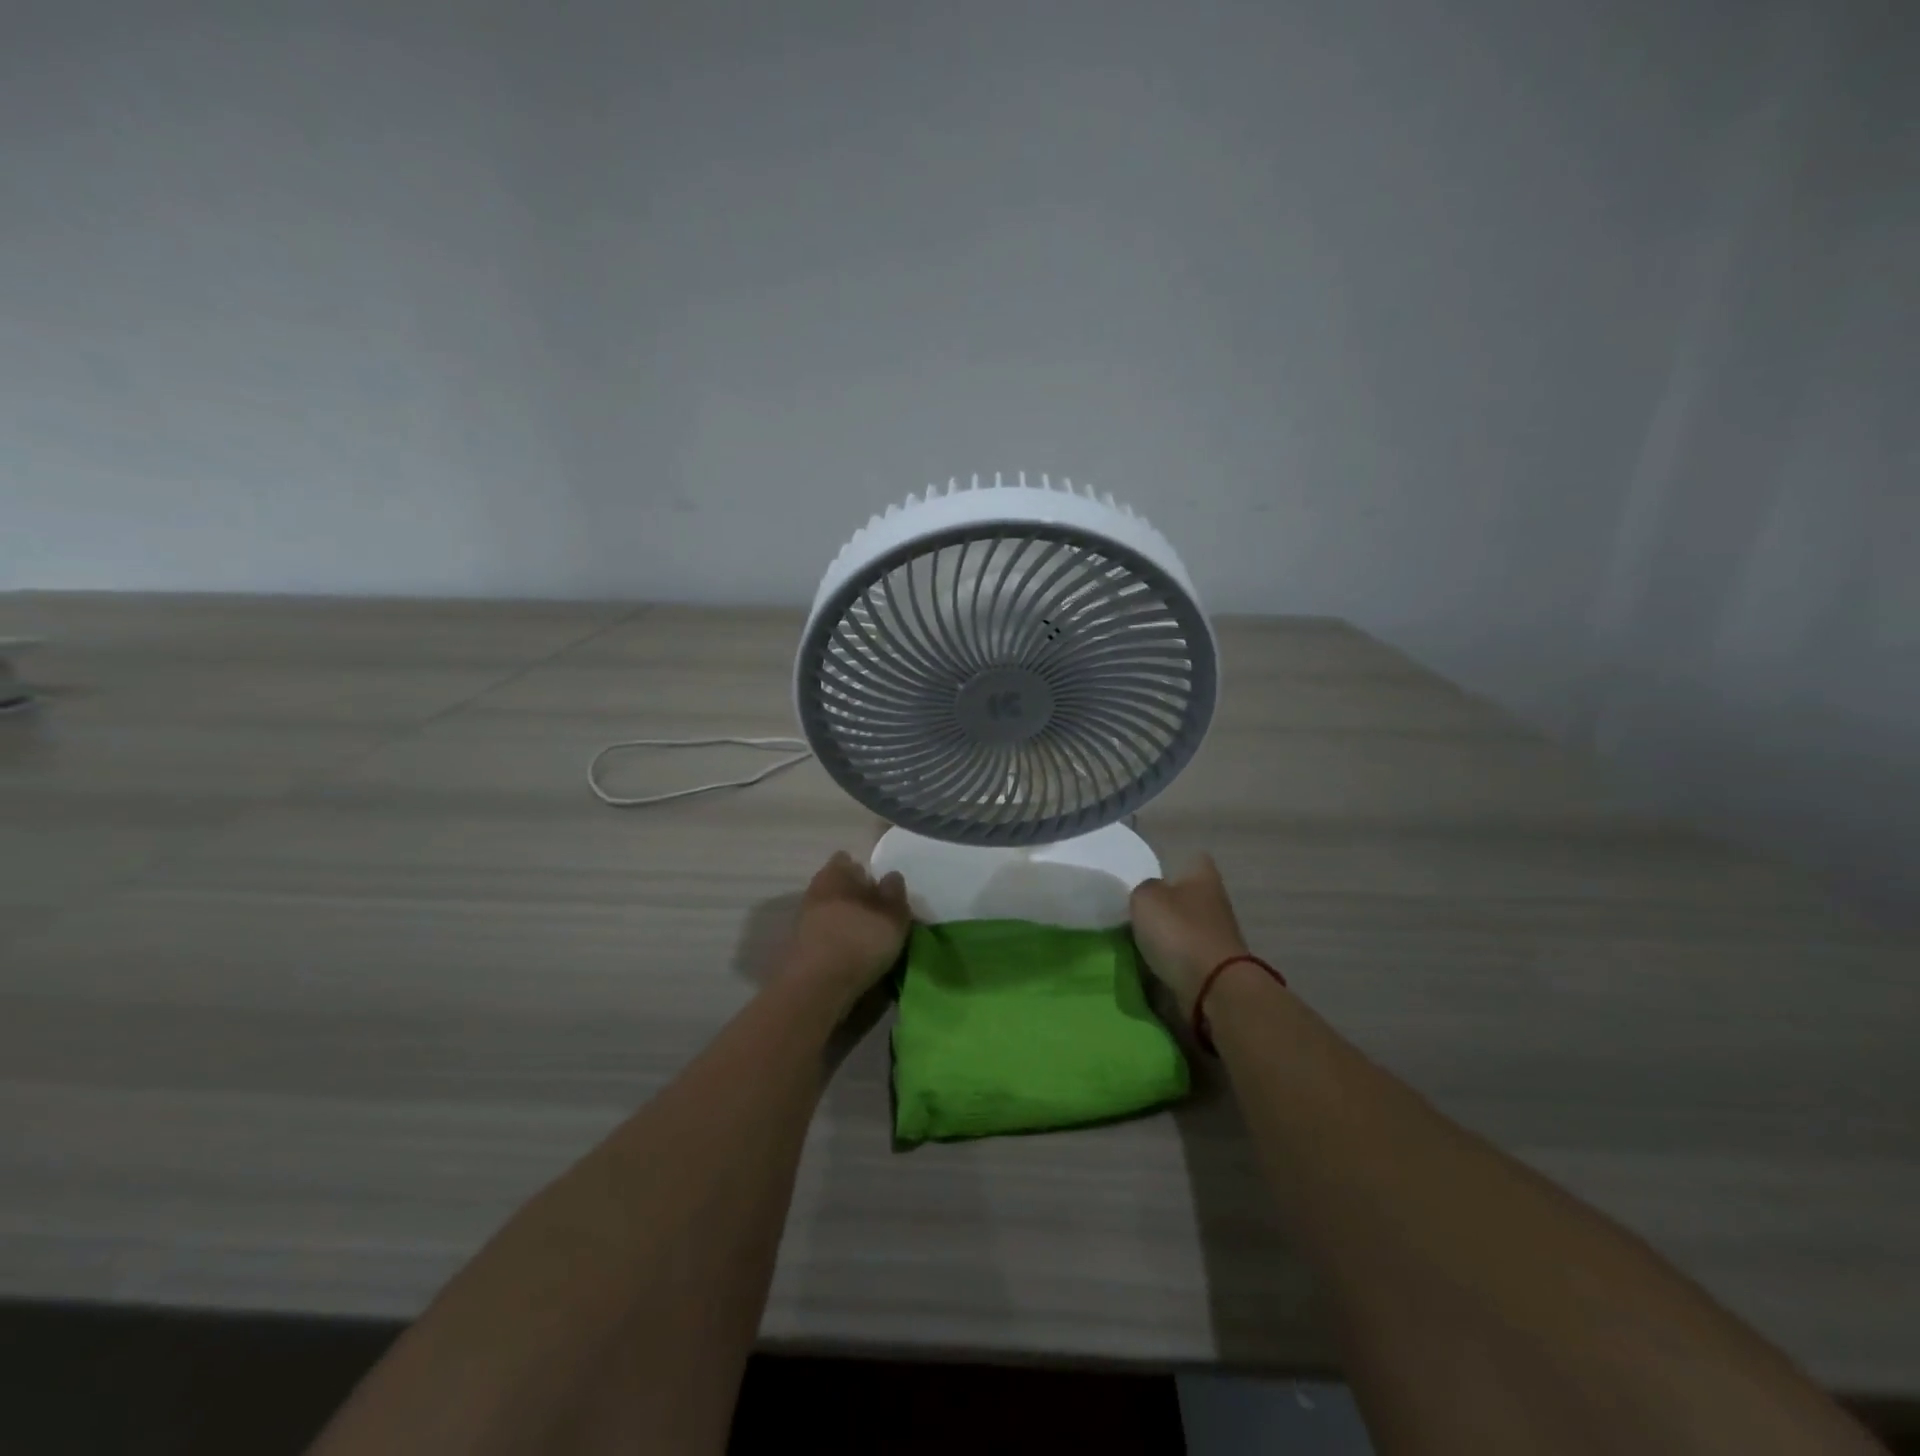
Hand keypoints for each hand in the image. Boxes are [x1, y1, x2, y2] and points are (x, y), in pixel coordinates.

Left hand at [782, 851, 911, 1005]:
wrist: (815, 987)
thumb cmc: (859, 940)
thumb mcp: (892, 916)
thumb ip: (894, 893)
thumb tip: (891, 876)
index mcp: (835, 873)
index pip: (846, 860)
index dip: (863, 872)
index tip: (879, 890)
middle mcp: (815, 890)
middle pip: (836, 886)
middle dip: (853, 897)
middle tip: (876, 916)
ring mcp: (802, 920)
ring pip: (828, 912)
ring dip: (843, 921)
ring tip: (865, 941)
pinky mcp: (796, 947)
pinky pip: (820, 935)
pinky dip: (833, 942)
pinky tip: (848, 957)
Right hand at [1129, 853, 1253, 1016]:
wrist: (1214, 988)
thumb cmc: (1179, 932)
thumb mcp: (1145, 899)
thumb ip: (1143, 890)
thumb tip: (1149, 895)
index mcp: (1203, 876)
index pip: (1193, 859)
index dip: (1173, 865)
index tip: (1150, 877)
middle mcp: (1216, 901)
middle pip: (1189, 895)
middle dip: (1168, 903)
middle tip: (1138, 912)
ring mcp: (1219, 935)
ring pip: (1188, 926)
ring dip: (1170, 934)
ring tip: (1140, 941)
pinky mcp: (1217, 966)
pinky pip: (1189, 955)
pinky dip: (1174, 959)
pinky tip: (1154, 964)